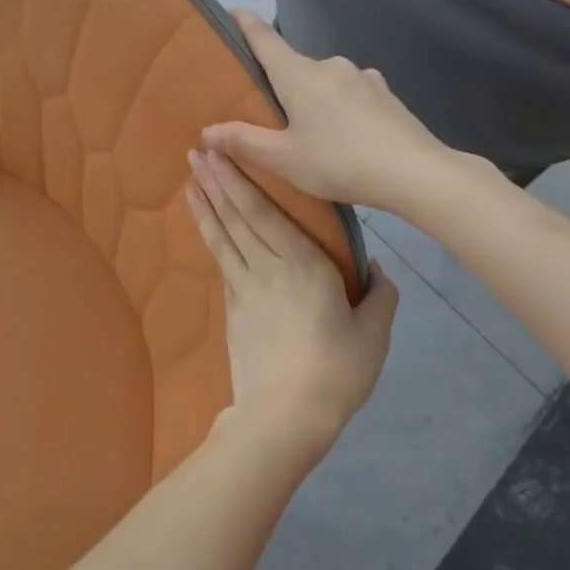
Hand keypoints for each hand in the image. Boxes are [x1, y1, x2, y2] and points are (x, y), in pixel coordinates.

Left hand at [187, 148, 397, 458]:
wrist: (285, 417)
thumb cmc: (336, 371)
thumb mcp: (373, 335)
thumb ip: (379, 296)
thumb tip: (377, 268)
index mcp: (304, 265)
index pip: (266, 212)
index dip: (242, 181)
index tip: (222, 154)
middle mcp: (268, 267)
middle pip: (238, 217)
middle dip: (216, 182)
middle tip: (196, 153)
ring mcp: (244, 288)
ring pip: (223, 236)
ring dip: (206, 206)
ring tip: (190, 180)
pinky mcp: (231, 310)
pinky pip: (221, 263)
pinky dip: (210, 238)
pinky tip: (205, 227)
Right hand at [205, 9, 454, 209]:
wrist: (416, 173)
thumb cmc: (340, 161)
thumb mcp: (284, 159)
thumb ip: (244, 141)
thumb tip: (207, 129)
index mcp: (299, 74)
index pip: (264, 37)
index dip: (244, 23)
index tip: (231, 12)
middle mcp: (330, 65)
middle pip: (293, 66)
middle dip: (279, 84)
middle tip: (268, 114)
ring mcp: (362, 77)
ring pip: (324, 83)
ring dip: (313, 99)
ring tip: (311, 134)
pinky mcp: (385, 95)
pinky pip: (351, 95)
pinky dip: (340, 109)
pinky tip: (346, 137)